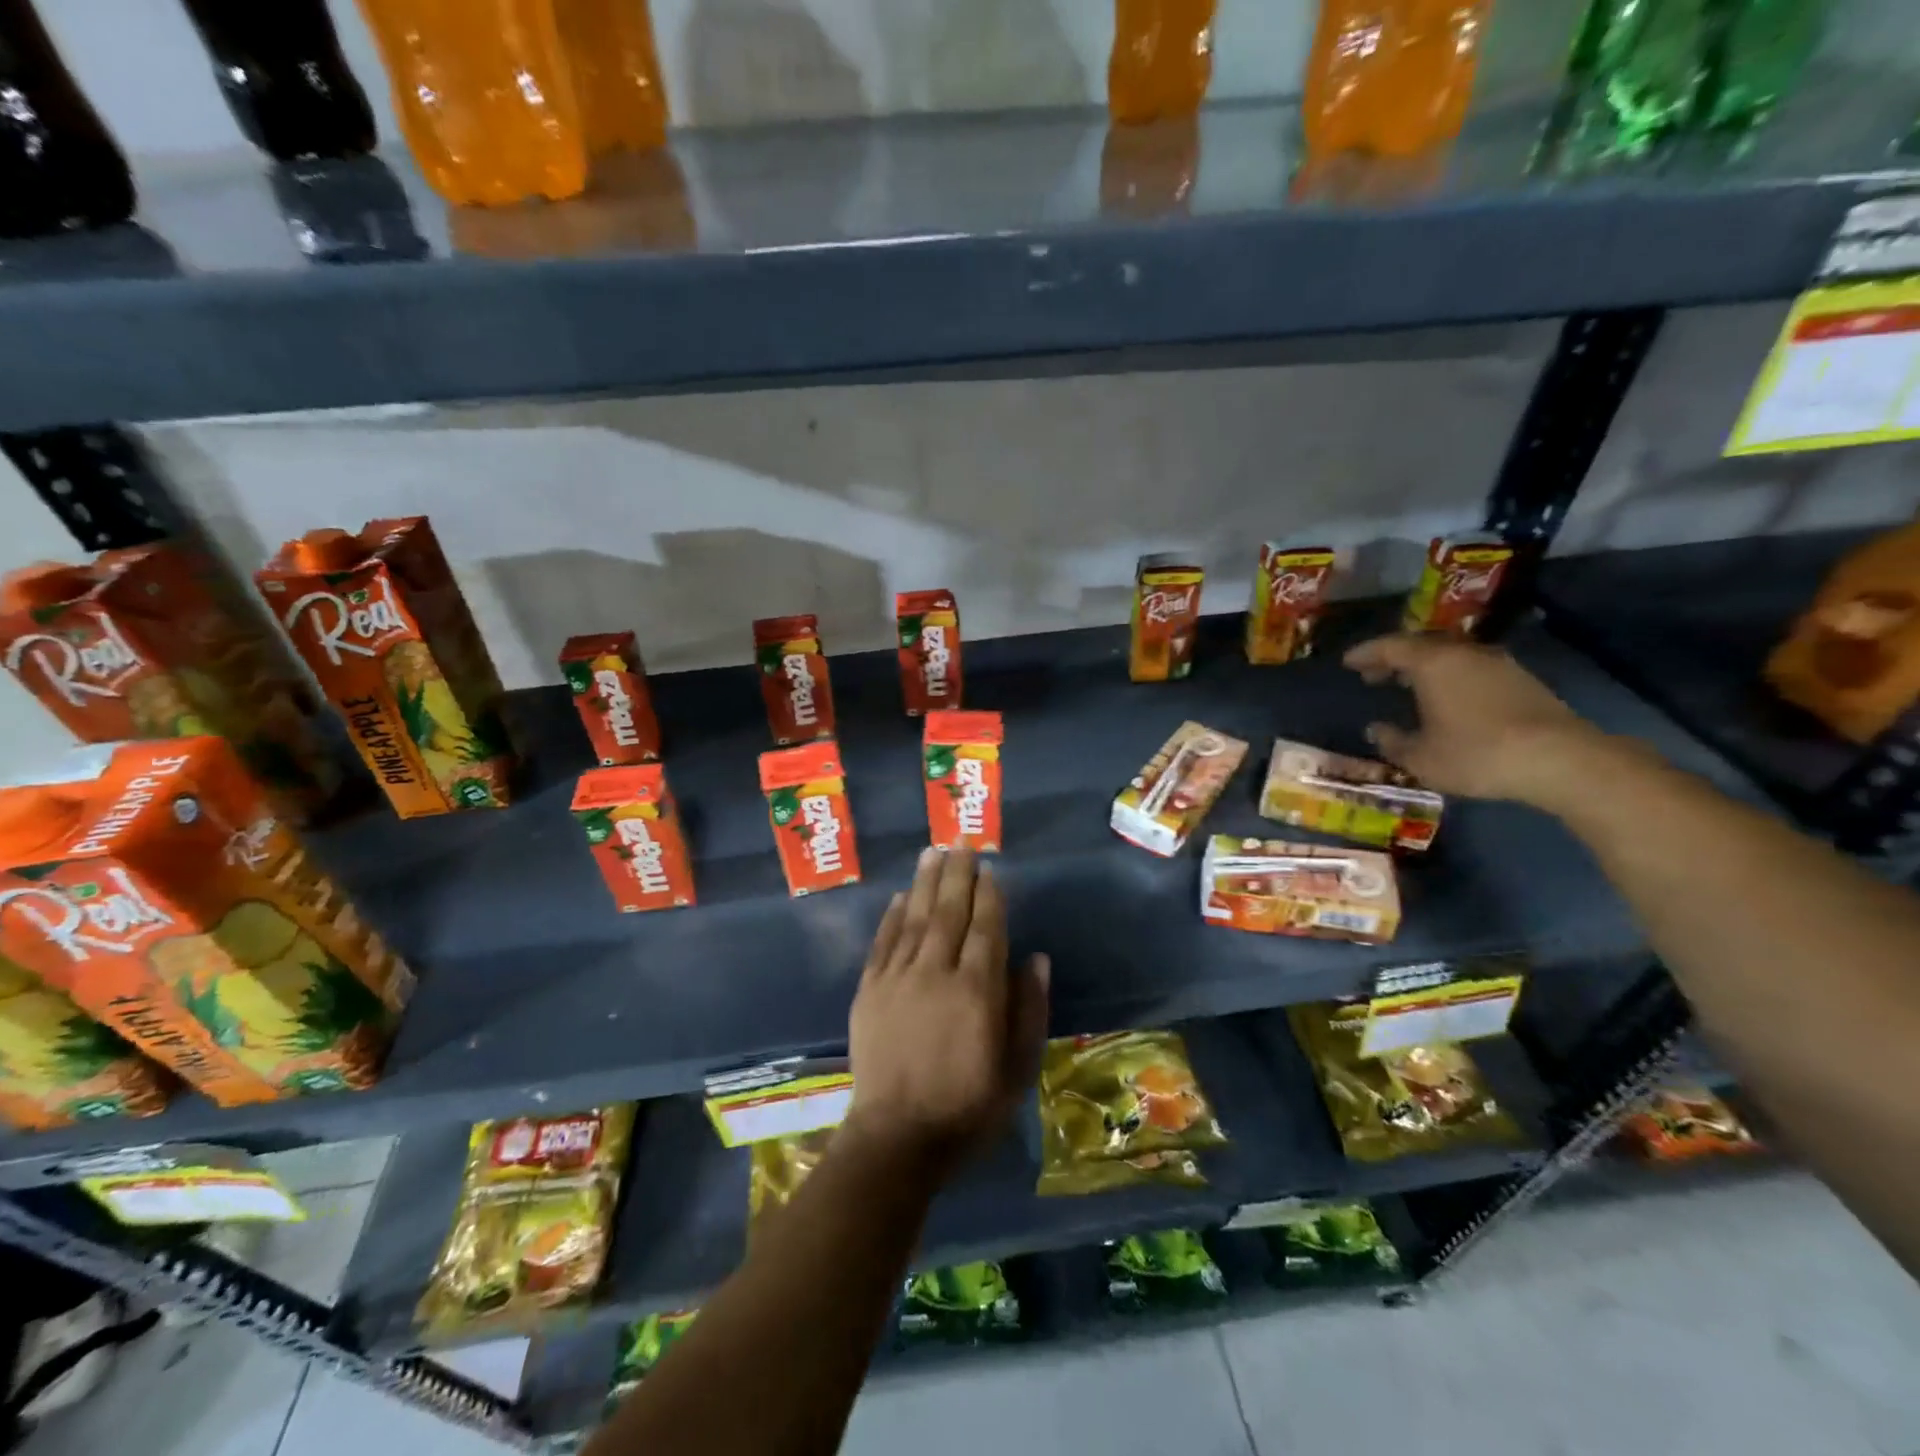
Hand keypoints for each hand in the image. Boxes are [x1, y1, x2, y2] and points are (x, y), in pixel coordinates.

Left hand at [843, 847, 1048, 1174]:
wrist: (896, 1140)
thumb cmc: (967, 1109)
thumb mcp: (1017, 1069)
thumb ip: (1029, 1010)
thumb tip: (1037, 958)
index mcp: (977, 990)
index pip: (986, 927)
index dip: (989, 895)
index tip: (990, 869)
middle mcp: (936, 972)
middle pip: (948, 912)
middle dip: (957, 875)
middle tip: (961, 843)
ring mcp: (898, 979)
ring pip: (914, 918)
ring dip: (924, 883)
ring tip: (932, 853)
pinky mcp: (869, 991)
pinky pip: (882, 943)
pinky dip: (891, 917)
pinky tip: (899, 897)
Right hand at [1343, 633, 1620, 809]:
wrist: (1559, 759)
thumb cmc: (1476, 754)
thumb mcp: (1420, 757)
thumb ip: (1392, 741)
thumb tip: (1376, 729)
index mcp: (1432, 663)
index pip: (1389, 647)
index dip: (1365, 653)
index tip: (1348, 662)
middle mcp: (1464, 653)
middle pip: (1421, 646)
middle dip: (1394, 659)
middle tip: (1373, 675)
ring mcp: (1497, 664)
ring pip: (1449, 656)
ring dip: (1424, 667)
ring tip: (1407, 685)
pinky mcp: (1521, 680)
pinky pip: (1471, 668)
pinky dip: (1449, 677)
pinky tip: (1446, 698)